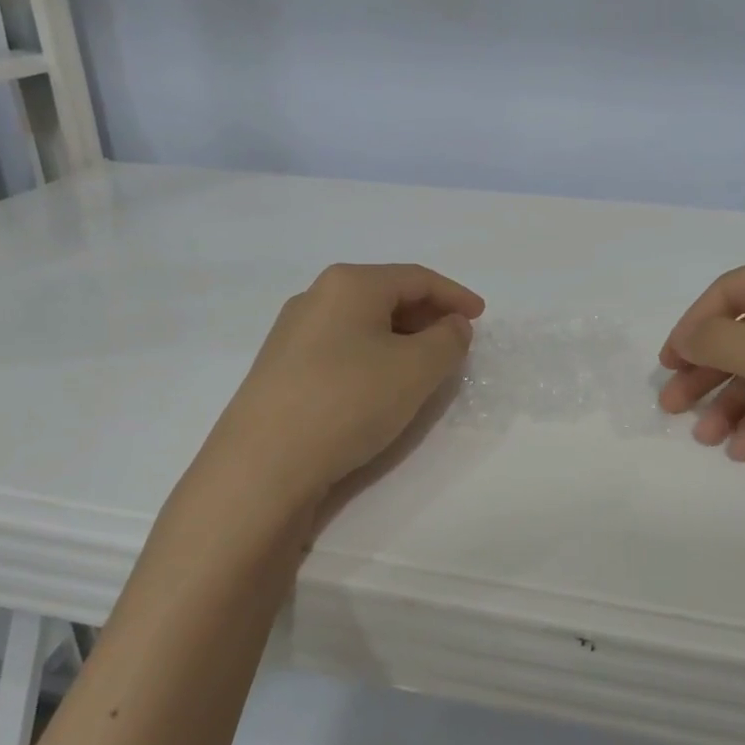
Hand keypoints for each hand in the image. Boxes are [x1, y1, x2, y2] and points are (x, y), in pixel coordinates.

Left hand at [203, 263, 483, 513]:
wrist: (262, 466)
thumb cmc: (349, 401)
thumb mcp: (417, 369)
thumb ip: (448, 340)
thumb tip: (451, 326)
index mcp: (349, 284)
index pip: (416, 278)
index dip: (455, 295)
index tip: (481, 317)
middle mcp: (316, 297)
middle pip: (387, 295)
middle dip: (428, 316)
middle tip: (456, 342)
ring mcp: (293, 333)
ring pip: (363, 323)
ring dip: (402, 339)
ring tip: (425, 367)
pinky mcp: (281, 369)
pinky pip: (342, 348)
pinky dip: (374, 357)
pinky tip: (382, 385)